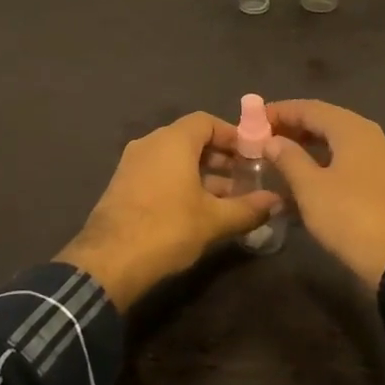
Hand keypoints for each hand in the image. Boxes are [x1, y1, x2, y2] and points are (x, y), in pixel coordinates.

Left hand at [57, 112, 280, 308]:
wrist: (108, 263)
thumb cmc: (167, 229)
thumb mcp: (214, 220)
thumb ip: (248, 208)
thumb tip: (276, 202)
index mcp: (172, 141)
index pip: (207, 121)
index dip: (232, 135)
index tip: (252, 154)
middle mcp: (150, 144)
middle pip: (190, 139)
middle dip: (220, 157)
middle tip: (245, 177)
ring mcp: (132, 164)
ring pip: (175, 159)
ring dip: (202, 173)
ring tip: (228, 198)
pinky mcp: (123, 186)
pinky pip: (159, 173)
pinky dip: (181, 183)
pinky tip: (199, 209)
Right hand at [262, 99, 384, 287]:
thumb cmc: (348, 215)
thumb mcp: (310, 187)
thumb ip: (288, 158)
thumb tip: (272, 140)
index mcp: (351, 128)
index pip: (309, 108)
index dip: (280, 111)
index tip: (254, 120)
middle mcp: (368, 134)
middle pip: (325, 121)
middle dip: (293, 127)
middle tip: (264, 137)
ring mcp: (379, 157)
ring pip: (337, 141)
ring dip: (308, 144)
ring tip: (279, 155)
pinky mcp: (382, 179)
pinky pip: (347, 158)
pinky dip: (324, 160)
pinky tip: (306, 176)